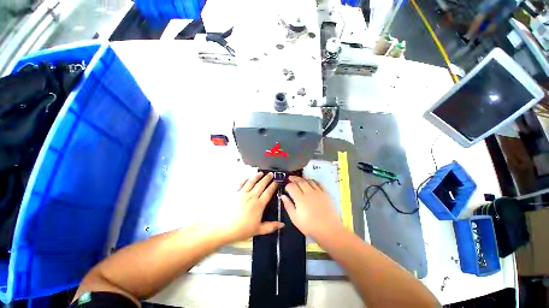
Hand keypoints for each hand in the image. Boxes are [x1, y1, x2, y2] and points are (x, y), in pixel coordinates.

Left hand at [220, 172, 283, 242]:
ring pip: (251, 182)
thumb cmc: (241, 230)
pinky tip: (247, 178)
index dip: (273, 186)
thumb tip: (282, 224)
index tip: (276, 181)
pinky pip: (240, 184)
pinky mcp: (234, 193)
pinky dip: (245, 180)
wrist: (222, 227)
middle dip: (267, 178)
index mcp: (259, 204)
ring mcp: (242, 193)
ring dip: (257, 176)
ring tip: (261, 173)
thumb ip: (271, 226)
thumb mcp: (258, 230)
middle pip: (261, 185)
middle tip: (271, 174)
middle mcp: (251, 196)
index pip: (268, 192)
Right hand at [281, 176, 343, 240]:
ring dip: (302, 179)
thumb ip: (288, 206)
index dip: (287, 185)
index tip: (286, 188)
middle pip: (300, 181)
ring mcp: (318, 192)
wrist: (329, 230)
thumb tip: (282, 196)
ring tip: (299, 180)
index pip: (292, 187)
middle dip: (294, 178)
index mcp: (300, 199)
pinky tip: (311, 182)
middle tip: (290, 178)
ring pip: (309, 181)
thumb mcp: (295, 219)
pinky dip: (313, 181)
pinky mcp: (325, 193)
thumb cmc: (309, 226)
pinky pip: (318, 184)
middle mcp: (309, 192)